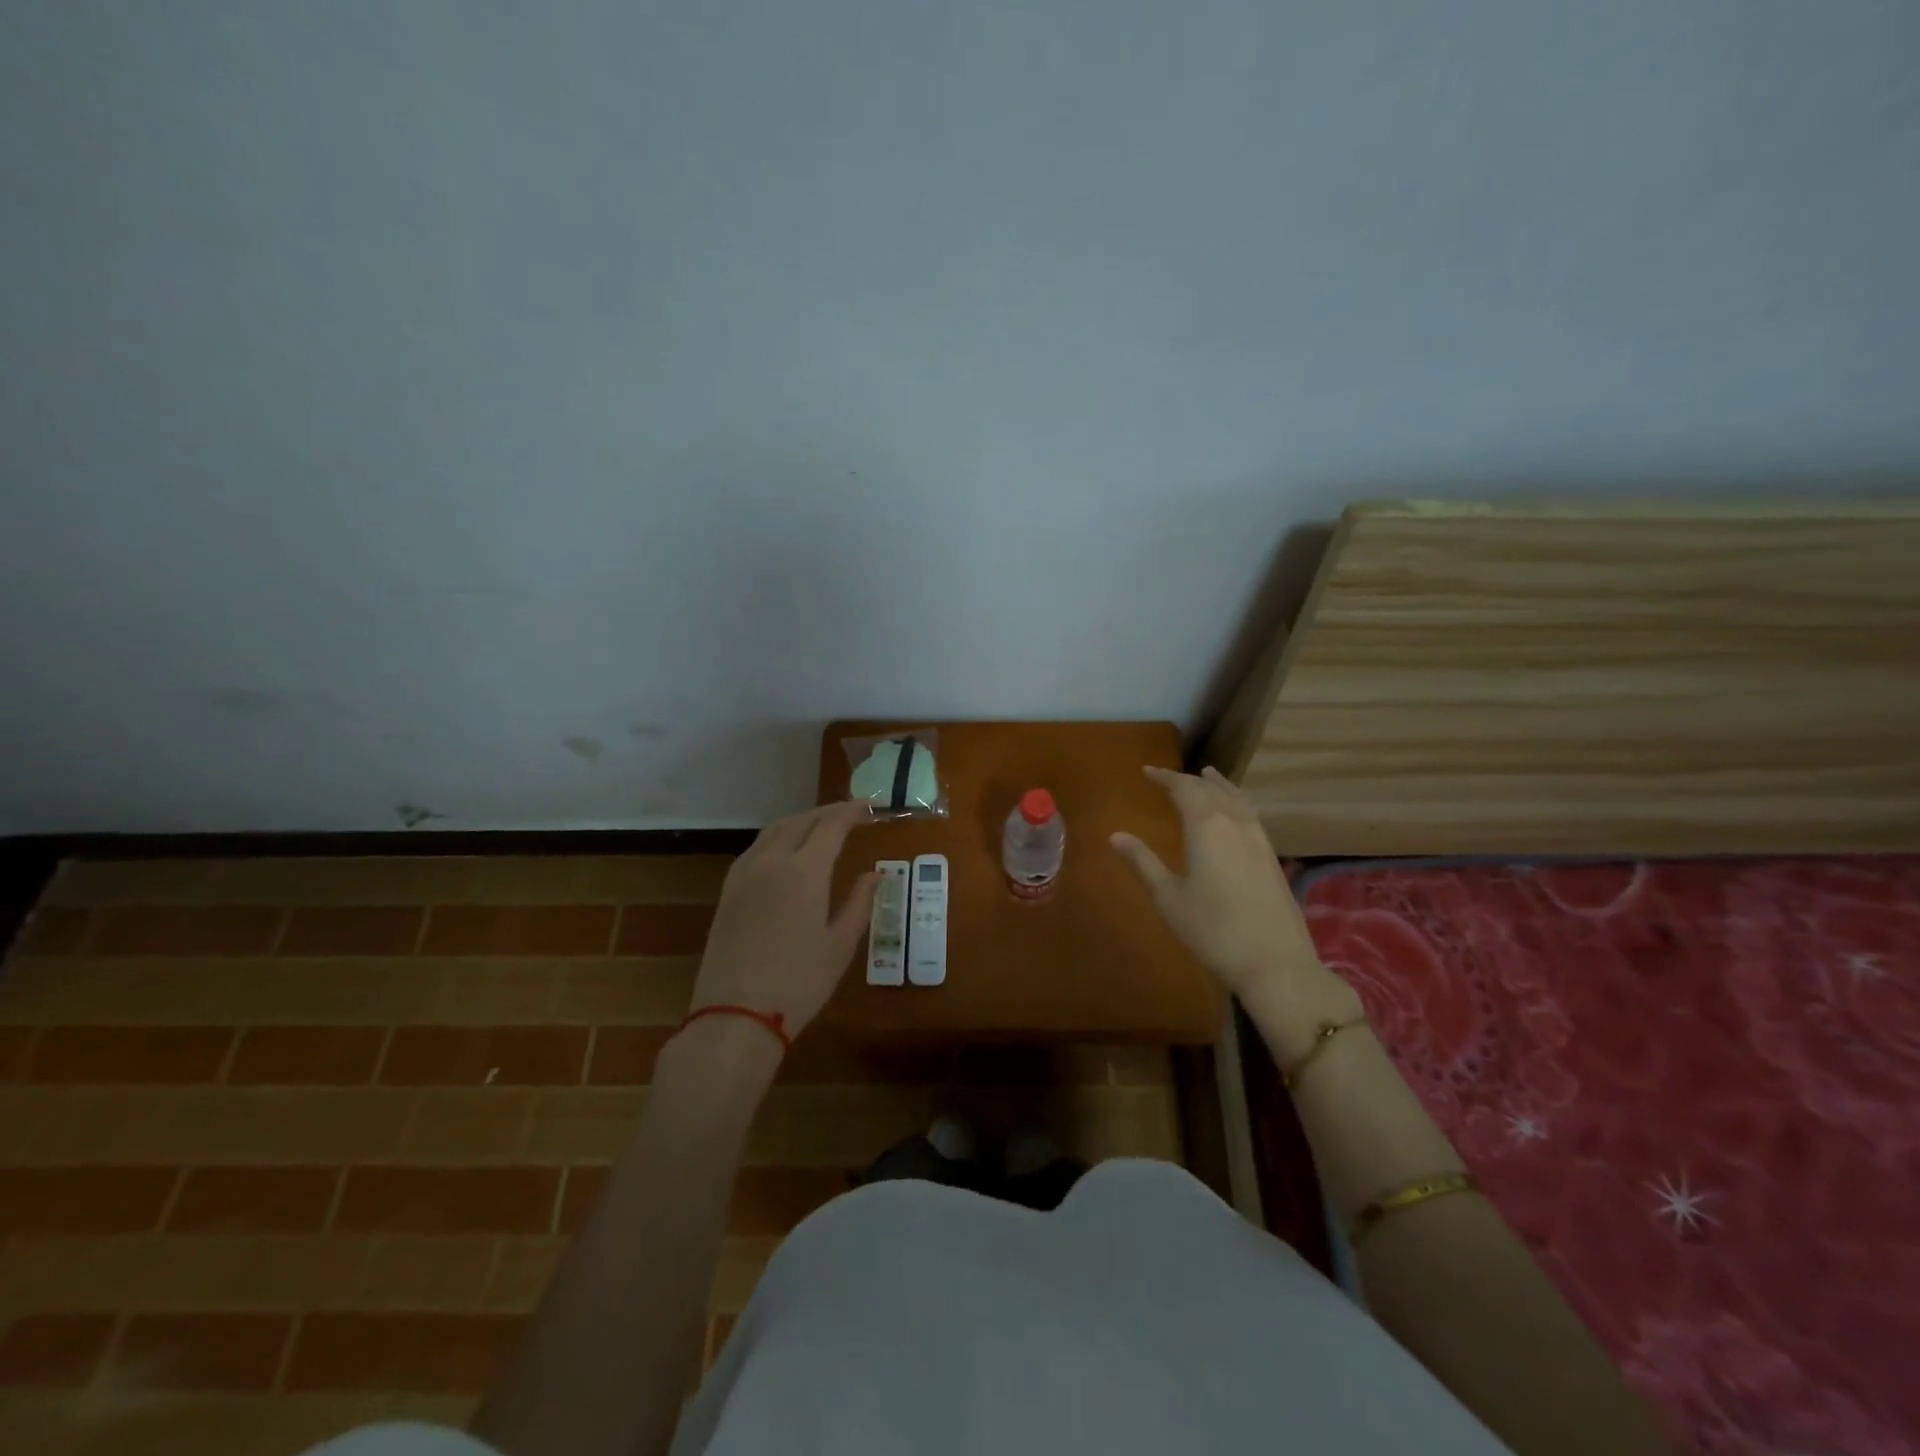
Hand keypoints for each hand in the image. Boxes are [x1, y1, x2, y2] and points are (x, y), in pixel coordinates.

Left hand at [689, 800, 878, 1039]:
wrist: (734, 1016)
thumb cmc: (799, 983)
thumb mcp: (840, 945)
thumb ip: (859, 902)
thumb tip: (875, 874)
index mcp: (805, 871)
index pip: (831, 826)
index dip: (851, 812)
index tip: (868, 807)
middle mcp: (772, 861)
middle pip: (801, 820)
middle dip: (827, 812)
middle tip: (850, 813)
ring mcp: (744, 873)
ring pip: (774, 830)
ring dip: (801, 820)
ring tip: (820, 826)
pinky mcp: (728, 890)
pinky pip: (756, 848)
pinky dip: (778, 837)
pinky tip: (786, 850)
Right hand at [1111, 767, 1358, 1040]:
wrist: (1274, 963)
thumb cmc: (1211, 930)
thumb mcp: (1168, 897)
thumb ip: (1143, 862)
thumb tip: (1115, 836)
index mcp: (1206, 825)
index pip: (1184, 788)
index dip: (1164, 777)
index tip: (1147, 771)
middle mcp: (1235, 822)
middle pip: (1210, 789)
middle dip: (1188, 780)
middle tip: (1168, 778)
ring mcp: (1259, 838)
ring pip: (1236, 798)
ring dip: (1218, 785)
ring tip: (1207, 777)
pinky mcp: (1272, 856)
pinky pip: (1250, 813)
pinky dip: (1236, 801)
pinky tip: (1233, 813)